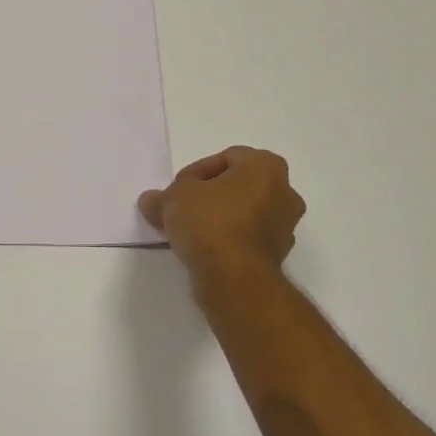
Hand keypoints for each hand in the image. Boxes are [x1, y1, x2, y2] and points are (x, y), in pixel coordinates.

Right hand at [138, 147, 305, 278]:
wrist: (234, 278)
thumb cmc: (210, 222)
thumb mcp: (173, 199)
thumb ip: (161, 196)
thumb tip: (150, 200)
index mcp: (267, 168)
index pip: (227, 157)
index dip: (196, 171)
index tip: (176, 189)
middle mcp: (285, 193)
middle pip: (238, 186)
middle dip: (208, 195)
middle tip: (181, 208)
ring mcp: (285, 227)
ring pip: (243, 213)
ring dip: (218, 218)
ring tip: (187, 231)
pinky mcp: (277, 255)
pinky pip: (246, 238)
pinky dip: (226, 239)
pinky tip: (202, 249)